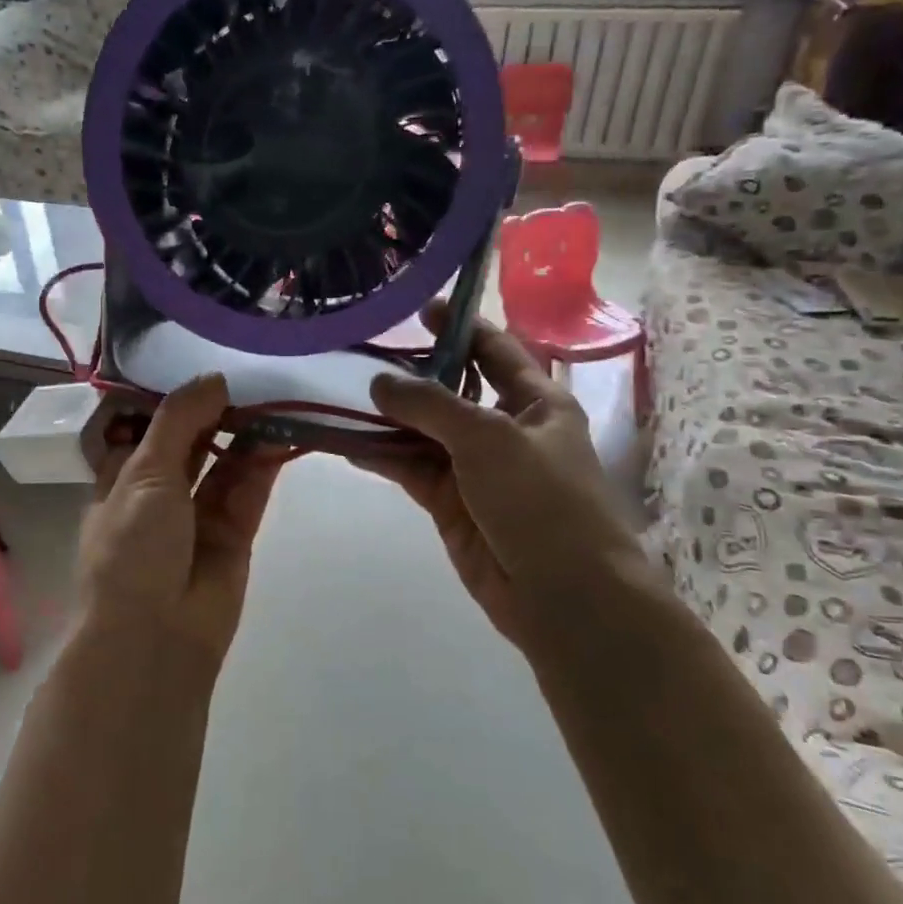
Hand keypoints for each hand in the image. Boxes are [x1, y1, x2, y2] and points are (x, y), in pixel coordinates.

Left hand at [78, 375, 283, 663]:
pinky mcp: (234, 536)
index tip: (201, 361)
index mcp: (121, 479)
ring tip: (272, 396)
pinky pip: (249, 491)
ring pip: (224, 464)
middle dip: (215, 412)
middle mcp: (159, 495)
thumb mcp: (144, 472)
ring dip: (244, 433)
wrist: (154, 638)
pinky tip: (281, 432)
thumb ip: (179, 421)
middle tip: (248, 373)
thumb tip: (212, 378)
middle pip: (190, 443)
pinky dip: (263, 463)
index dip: (172, 399)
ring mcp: (198, 517)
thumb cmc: (131, 548)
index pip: (146, 428)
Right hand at [357, 305, 651, 650]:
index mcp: (536, 401)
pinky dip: (382, 456)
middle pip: (451, 389)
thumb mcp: (489, 437)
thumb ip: (430, 405)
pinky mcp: (451, 502)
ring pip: (423, 431)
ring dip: (387, 417)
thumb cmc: (541, 500)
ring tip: (339, 394)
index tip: (419, 309)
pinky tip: (346, 442)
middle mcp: (505, 428)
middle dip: (411, 374)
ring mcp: (475, 467)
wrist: (563, 594)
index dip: (460, 326)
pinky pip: (410, 468)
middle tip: (360, 353)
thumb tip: (378, 382)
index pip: (494, 350)